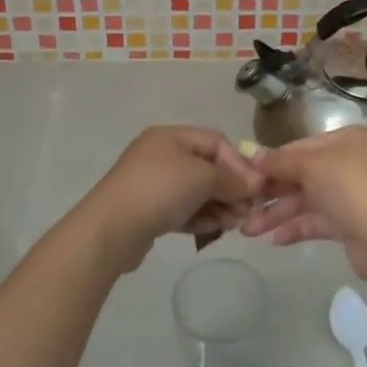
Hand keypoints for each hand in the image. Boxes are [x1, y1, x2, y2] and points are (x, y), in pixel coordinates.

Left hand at [77, 127, 259, 269]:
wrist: (111, 229)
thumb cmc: (160, 190)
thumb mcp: (204, 178)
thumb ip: (232, 179)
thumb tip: (254, 185)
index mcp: (171, 136)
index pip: (217, 142)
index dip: (239, 163)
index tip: (255, 189)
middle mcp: (161, 154)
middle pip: (207, 167)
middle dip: (230, 189)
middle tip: (245, 212)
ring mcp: (152, 182)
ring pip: (196, 190)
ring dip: (217, 205)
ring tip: (230, 225)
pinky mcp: (148, 209)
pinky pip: (181, 208)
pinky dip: (198, 217)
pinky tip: (210, 230)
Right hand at [239, 127, 366, 285]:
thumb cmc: (351, 188)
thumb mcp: (312, 166)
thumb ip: (280, 160)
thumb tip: (252, 155)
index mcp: (347, 141)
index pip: (301, 146)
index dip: (272, 160)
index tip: (244, 175)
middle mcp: (350, 163)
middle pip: (302, 174)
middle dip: (271, 191)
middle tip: (241, 205)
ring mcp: (351, 195)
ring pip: (306, 200)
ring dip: (277, 213)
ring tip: (248, 230)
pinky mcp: (350, 224)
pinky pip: (316, 221)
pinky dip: (296, 228)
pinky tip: (274, 239)